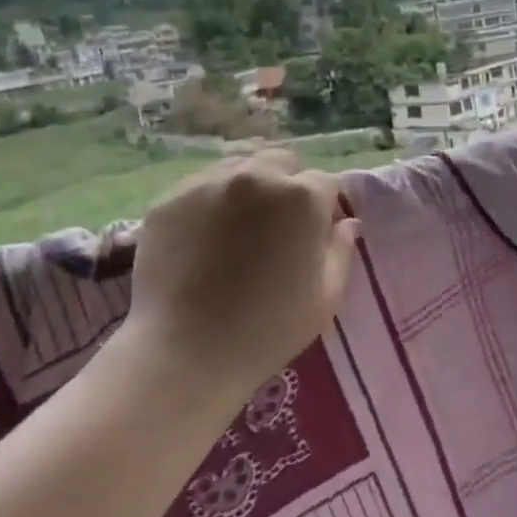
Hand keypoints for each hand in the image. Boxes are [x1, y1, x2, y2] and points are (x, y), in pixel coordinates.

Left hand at [114, 149, 360, 418]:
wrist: (184, 353)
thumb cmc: (268, 329)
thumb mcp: (326, 297)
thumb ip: (342, 250)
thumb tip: (348, 223)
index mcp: (302, 197)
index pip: (325, 183)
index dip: (324, 208)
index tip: (315, 234)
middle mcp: (256, 176)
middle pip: (281, 163)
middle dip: (287, 185)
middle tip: (277, 227)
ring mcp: (207, 183)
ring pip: (238, 168)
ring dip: (248, 189)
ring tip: (238, 229)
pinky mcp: (168, 199)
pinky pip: (199, 188)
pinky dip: (209, 203)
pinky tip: (203, 239)